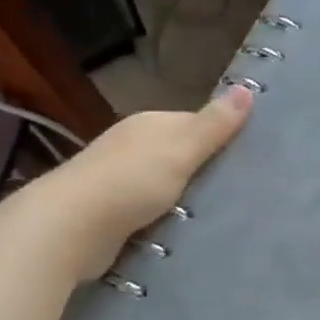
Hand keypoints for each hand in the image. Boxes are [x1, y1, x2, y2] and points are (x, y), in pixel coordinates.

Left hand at [30, 86, 253, 279]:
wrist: (70, 226)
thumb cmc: (131, 181)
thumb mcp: (181, 149)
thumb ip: (214, 125)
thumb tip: (247, 88)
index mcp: (149, 124)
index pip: (194, 123)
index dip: (220, 137)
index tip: (248, 158)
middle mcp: (131, 146)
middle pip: (178, 153)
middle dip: (202, 169)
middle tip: (238, 191)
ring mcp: (117, 179)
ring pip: (162, 184)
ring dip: (182, 198)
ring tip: (217, 215)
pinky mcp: (109, 212)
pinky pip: (147, 211)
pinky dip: (163, 218)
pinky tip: (179, 231)